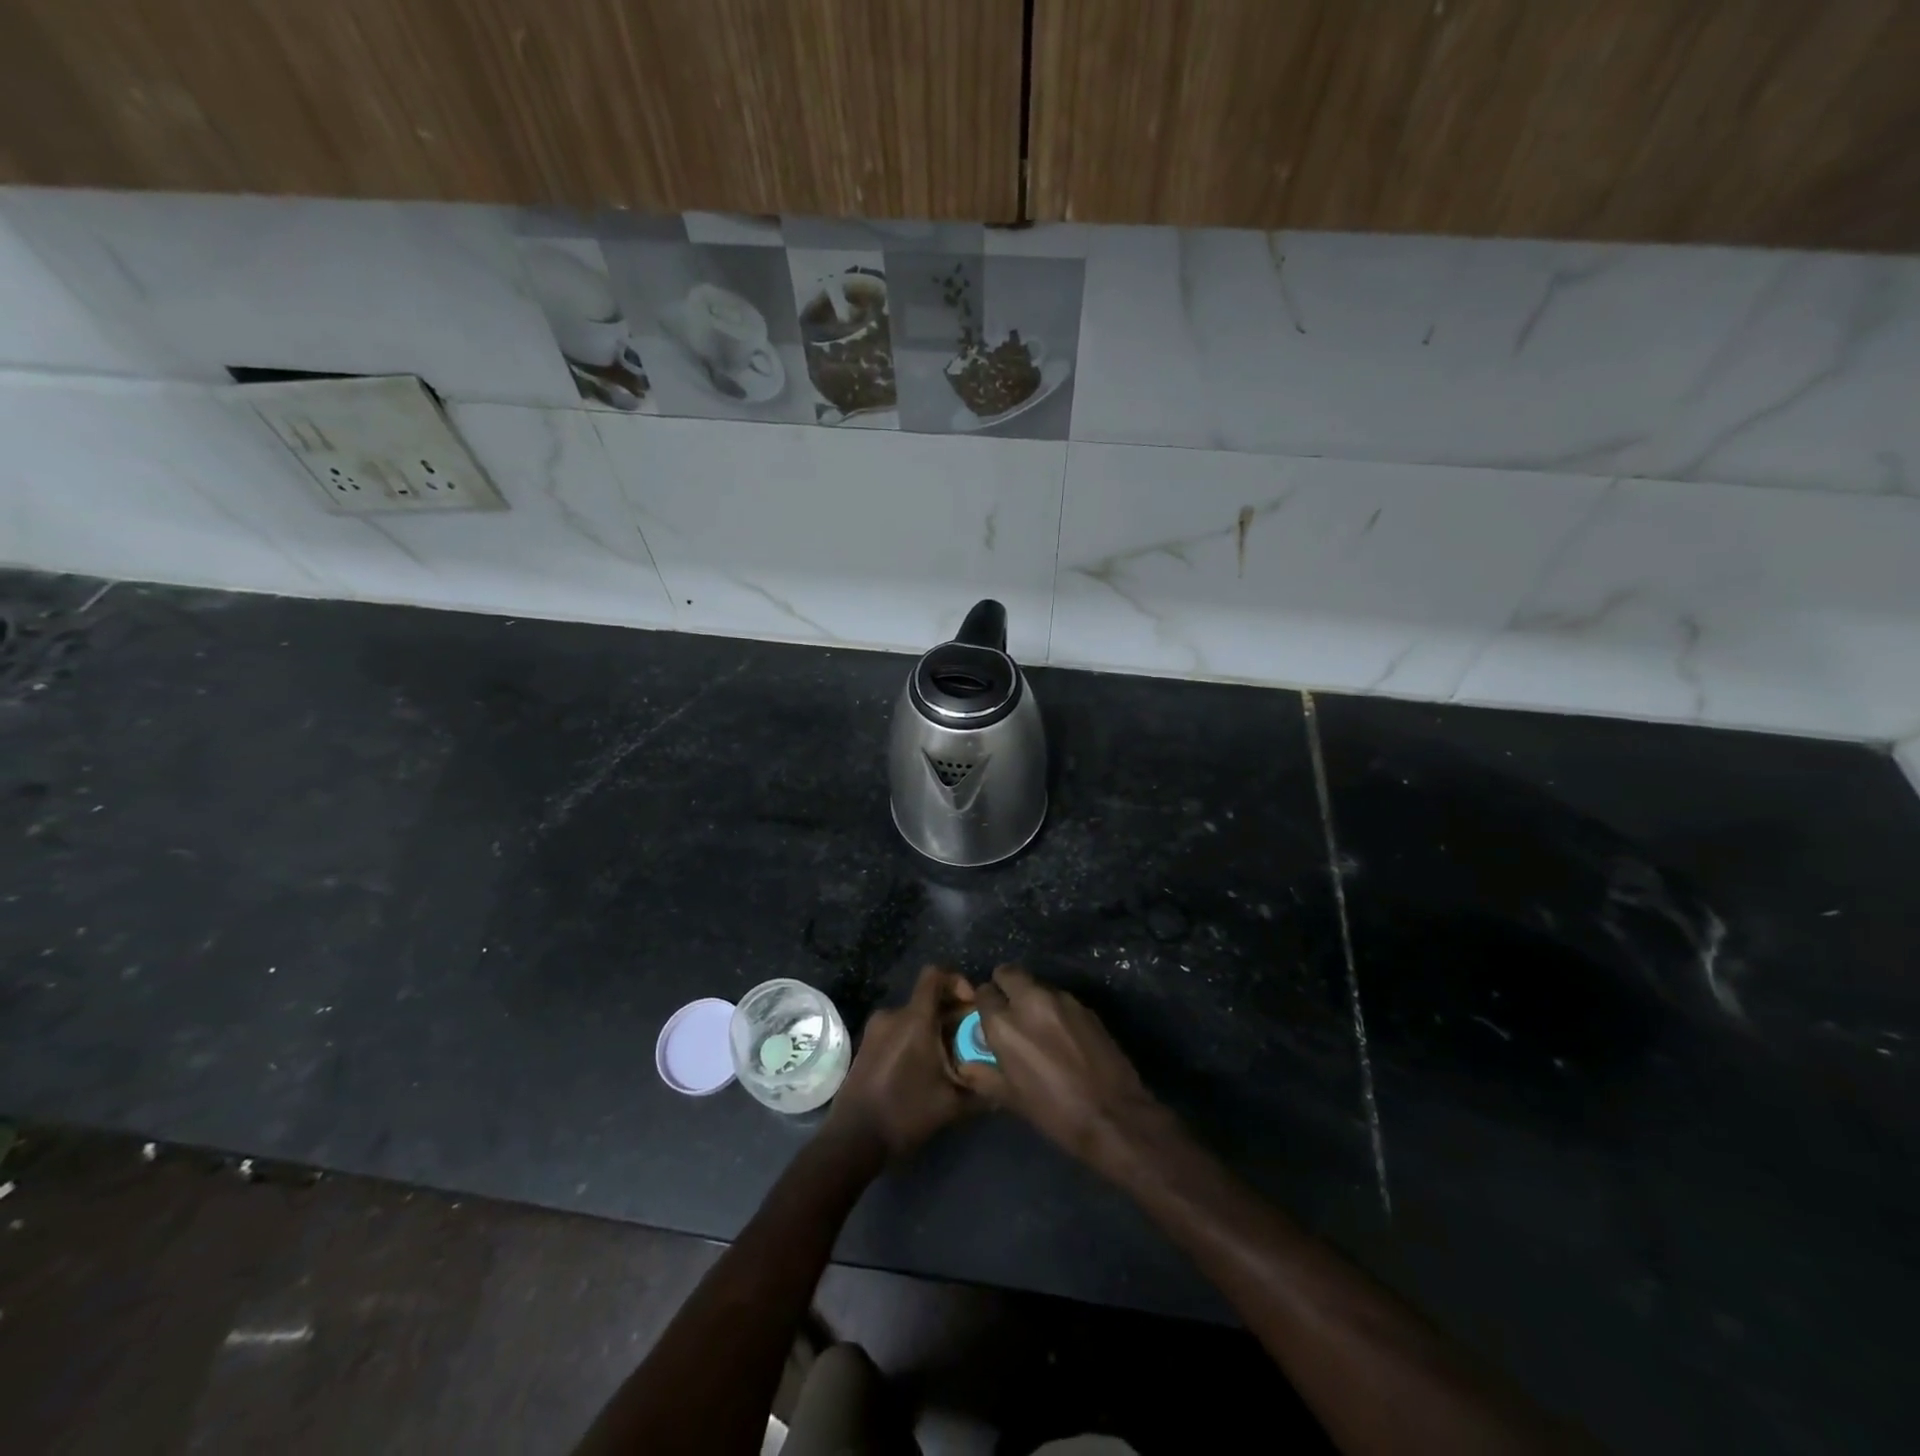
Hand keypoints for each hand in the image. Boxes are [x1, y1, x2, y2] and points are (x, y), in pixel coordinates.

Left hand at [825, 966, 976, 1159]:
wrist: (853, 1138)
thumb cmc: (905, 1114)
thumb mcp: (952, 1105)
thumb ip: (982, 1089)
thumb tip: (1005, 1083)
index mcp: (914, 1019)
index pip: (935, 975)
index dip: (957, 981)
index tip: (971, 1006)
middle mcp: (893, 1015)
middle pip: (928, 998)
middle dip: (951, 1014)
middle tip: (968, 1041)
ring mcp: (876, 1029)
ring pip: (913, 1016)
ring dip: (933, 1029)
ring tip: (948, 1060)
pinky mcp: (867, 1044)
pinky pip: (898, 1030)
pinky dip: (914, 1039)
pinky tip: (923, 1070)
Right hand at [956, 965, 1162, 1169]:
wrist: (1113, 1115)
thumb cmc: (1054, 1113)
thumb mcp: (1011, 1099)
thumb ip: (985, 1074)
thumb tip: (968, 1064)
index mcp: (1004, 1024)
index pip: (983, 993)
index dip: (985, 1004)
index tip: (989, 1018)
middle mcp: (1030, 1001)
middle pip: (1009, 972)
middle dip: (1005, 985)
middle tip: (1010, 1009)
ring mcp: (1061, 1000)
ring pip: (1037, 984)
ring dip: (1032, 997)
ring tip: (1039, 1025)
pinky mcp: (1085, 1006)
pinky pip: (1061, 998)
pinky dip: (1055, 1009)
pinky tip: (1064, 1034)